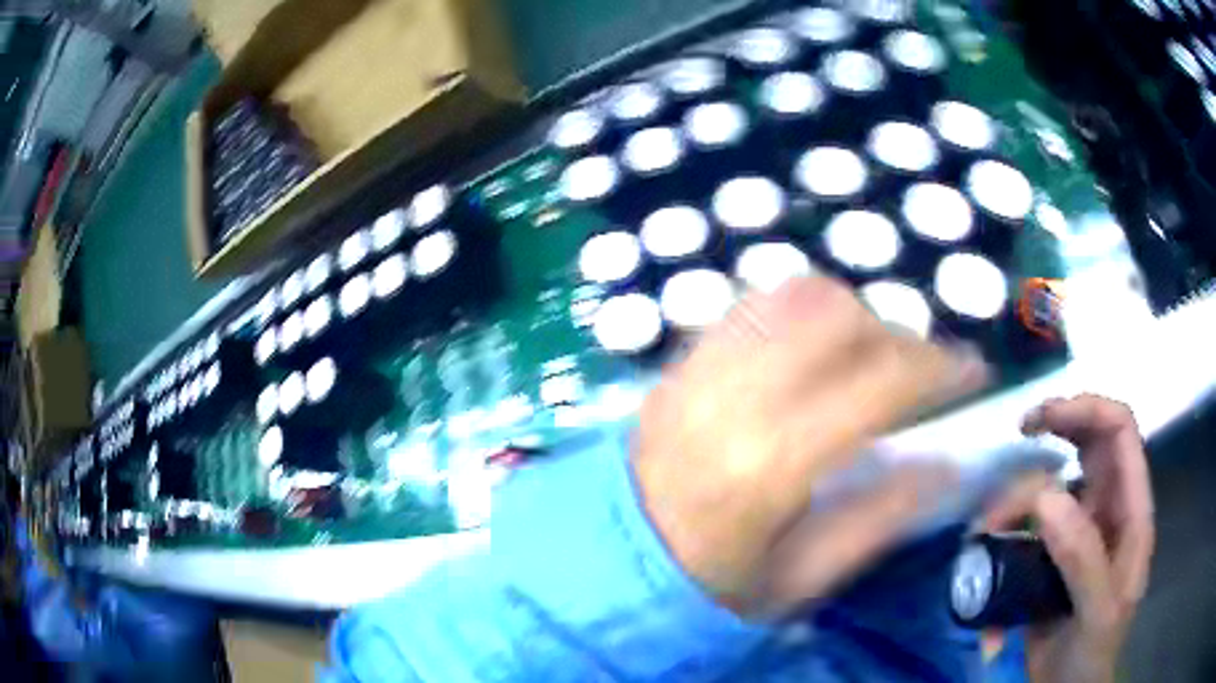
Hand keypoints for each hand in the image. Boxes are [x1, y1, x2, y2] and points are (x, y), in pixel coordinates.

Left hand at [632, 277, 986, 615]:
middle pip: (837, 316)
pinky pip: (750, 305)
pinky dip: (798, 311)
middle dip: (895, 333)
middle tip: (917, 371)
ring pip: (792, 296)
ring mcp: (699, 368)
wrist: (611, 564)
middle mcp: (735, 396)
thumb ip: (878, 519)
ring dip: (848, 314)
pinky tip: (812, 349)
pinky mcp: (679, 361)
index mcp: (772, 463)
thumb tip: (947, 465)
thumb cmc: (708, 585)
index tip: (974, 370)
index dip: (939, 367)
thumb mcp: (800, 578)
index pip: (878, 383)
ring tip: (868, 357)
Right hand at [987, 396, 1154, 682]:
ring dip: (1018, 499)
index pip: (1120, 432)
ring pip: (1052, 485)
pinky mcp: (1050, 557)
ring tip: (986, 533)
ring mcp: (1079, 532)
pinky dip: (1004, 541)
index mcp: (1131, 511)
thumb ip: (1081, 558)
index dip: (1088, 409)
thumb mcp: (1095, 612)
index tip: (1043, 420)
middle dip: (1056, 427)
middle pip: (1089, 443)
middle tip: (1020, 432)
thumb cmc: (1092, 655)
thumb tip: (1045, 498)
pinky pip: (1026, 530)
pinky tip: (989, 565)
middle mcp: (1109, 509)